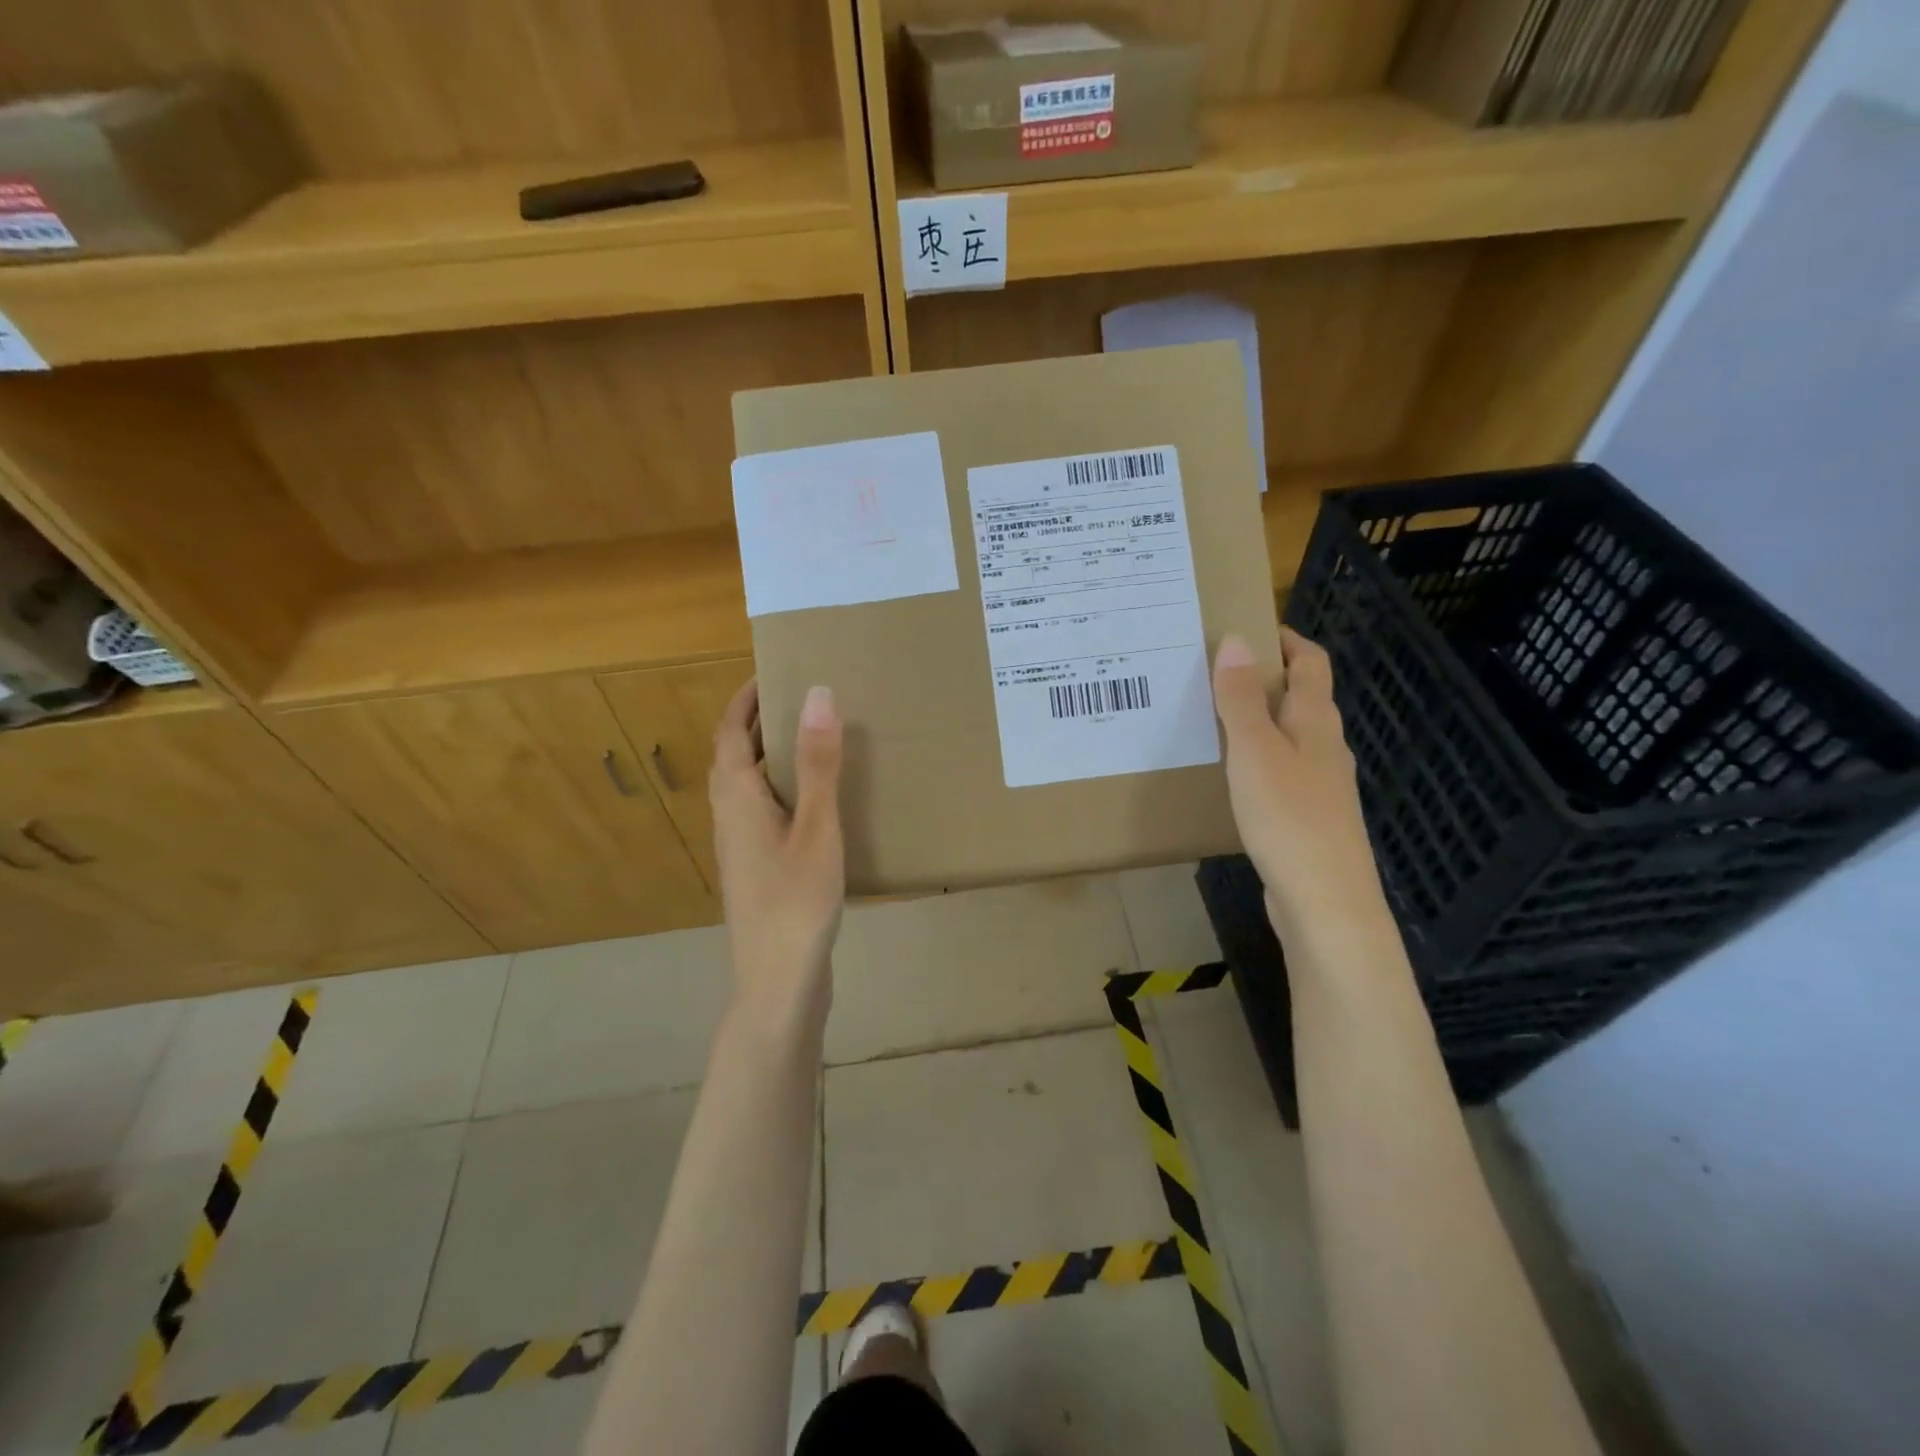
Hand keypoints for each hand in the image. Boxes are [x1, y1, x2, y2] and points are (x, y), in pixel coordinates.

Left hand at [710, 679, 845, 1018]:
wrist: (778, 982)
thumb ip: (819, 762)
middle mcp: (730, 816)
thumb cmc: (796, 901)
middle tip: (804, 699)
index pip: (731, 731)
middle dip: (761, 722)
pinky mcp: (757, 868)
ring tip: (816, 739)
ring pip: (750, 785)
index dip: (747, 698)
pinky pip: (765, 810)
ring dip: (773, 755)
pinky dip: (785, 788)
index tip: (774, 670)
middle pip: (736, 756)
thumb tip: (817, 692)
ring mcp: (741, 846)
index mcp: (737, 798)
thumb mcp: (817, 826)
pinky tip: (819, 800)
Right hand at [1212, 629, 1384, 932]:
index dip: (1287, 640)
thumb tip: (1237, 640)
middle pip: (1301, 697)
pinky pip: (1283, 771)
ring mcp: (1321, 784)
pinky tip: (1231, 775)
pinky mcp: (1308, 817)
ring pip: (1290, 736)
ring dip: (1258, 719)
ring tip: (1213, 718)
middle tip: (1213, 672)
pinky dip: (1258, 758)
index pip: (1311, 663)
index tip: (1249, 629)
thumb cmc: (1289, 818)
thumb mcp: (1255, 751)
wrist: (1325, 903)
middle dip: (1264, 678)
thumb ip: (1241, 698)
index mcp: (1316, 722)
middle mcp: (1325, 746)